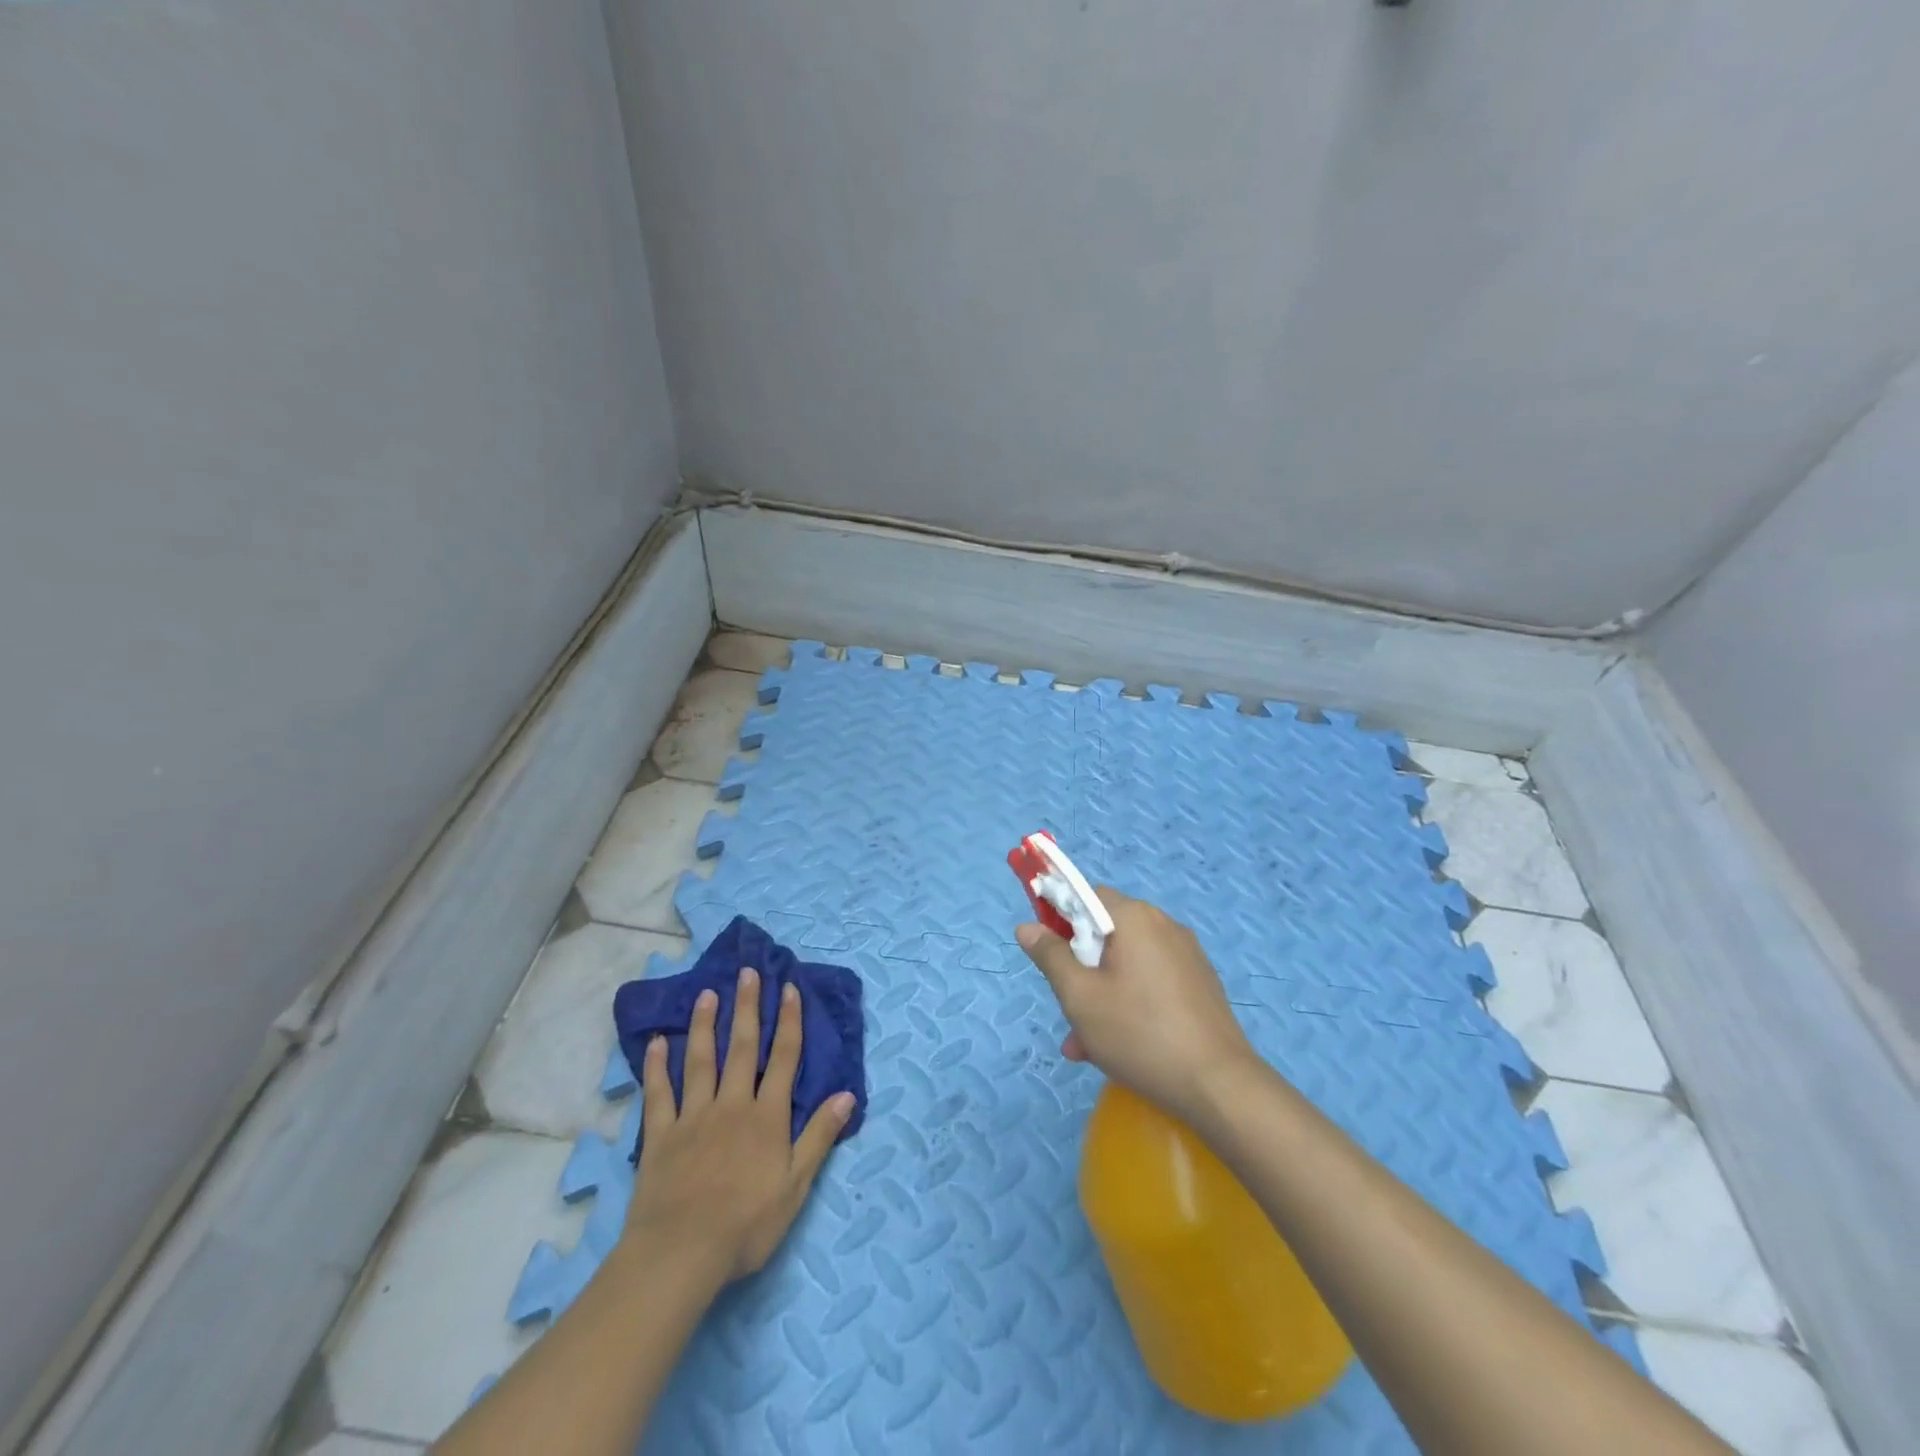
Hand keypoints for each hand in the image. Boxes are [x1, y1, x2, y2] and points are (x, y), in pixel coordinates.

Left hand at [622, 968, 854, 1284]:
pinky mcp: (660, 1136)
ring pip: (701, 1061)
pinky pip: (659, 1094)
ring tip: (707, 994)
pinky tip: (657, 1042)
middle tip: (748, 972)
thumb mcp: (796, 1186)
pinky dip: (657, 1067)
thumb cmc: (746, 1225)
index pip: (783, 1058)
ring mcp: (693, 1117)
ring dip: (705, 1025)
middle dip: (747, 1008)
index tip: (789, 988)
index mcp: (767, 1117)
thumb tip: (846, 1094)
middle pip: (742, 1048)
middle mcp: (732, 1105)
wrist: (681, 1253)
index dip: (788, 1021)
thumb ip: (819, 1136)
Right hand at [1017, 888, 1257, 1122]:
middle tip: (1067, 1008)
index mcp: (1134, 917)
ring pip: (1127, 962)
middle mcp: (1163, 925)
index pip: (1086, 895)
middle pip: (1106, 932)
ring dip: (1101, 992)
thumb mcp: (1080, 997)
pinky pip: (1151, 980)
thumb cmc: (1139, 1034)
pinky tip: (1120, 1046)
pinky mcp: (1200, 983)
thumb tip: (1027, 927)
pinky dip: (1130, 1001)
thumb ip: (1050, 956)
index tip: (1047, 952)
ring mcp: (1186, 955)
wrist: (1219, 1086)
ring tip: (1086, 1045)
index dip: (1059, 916)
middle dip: (1080, 966)